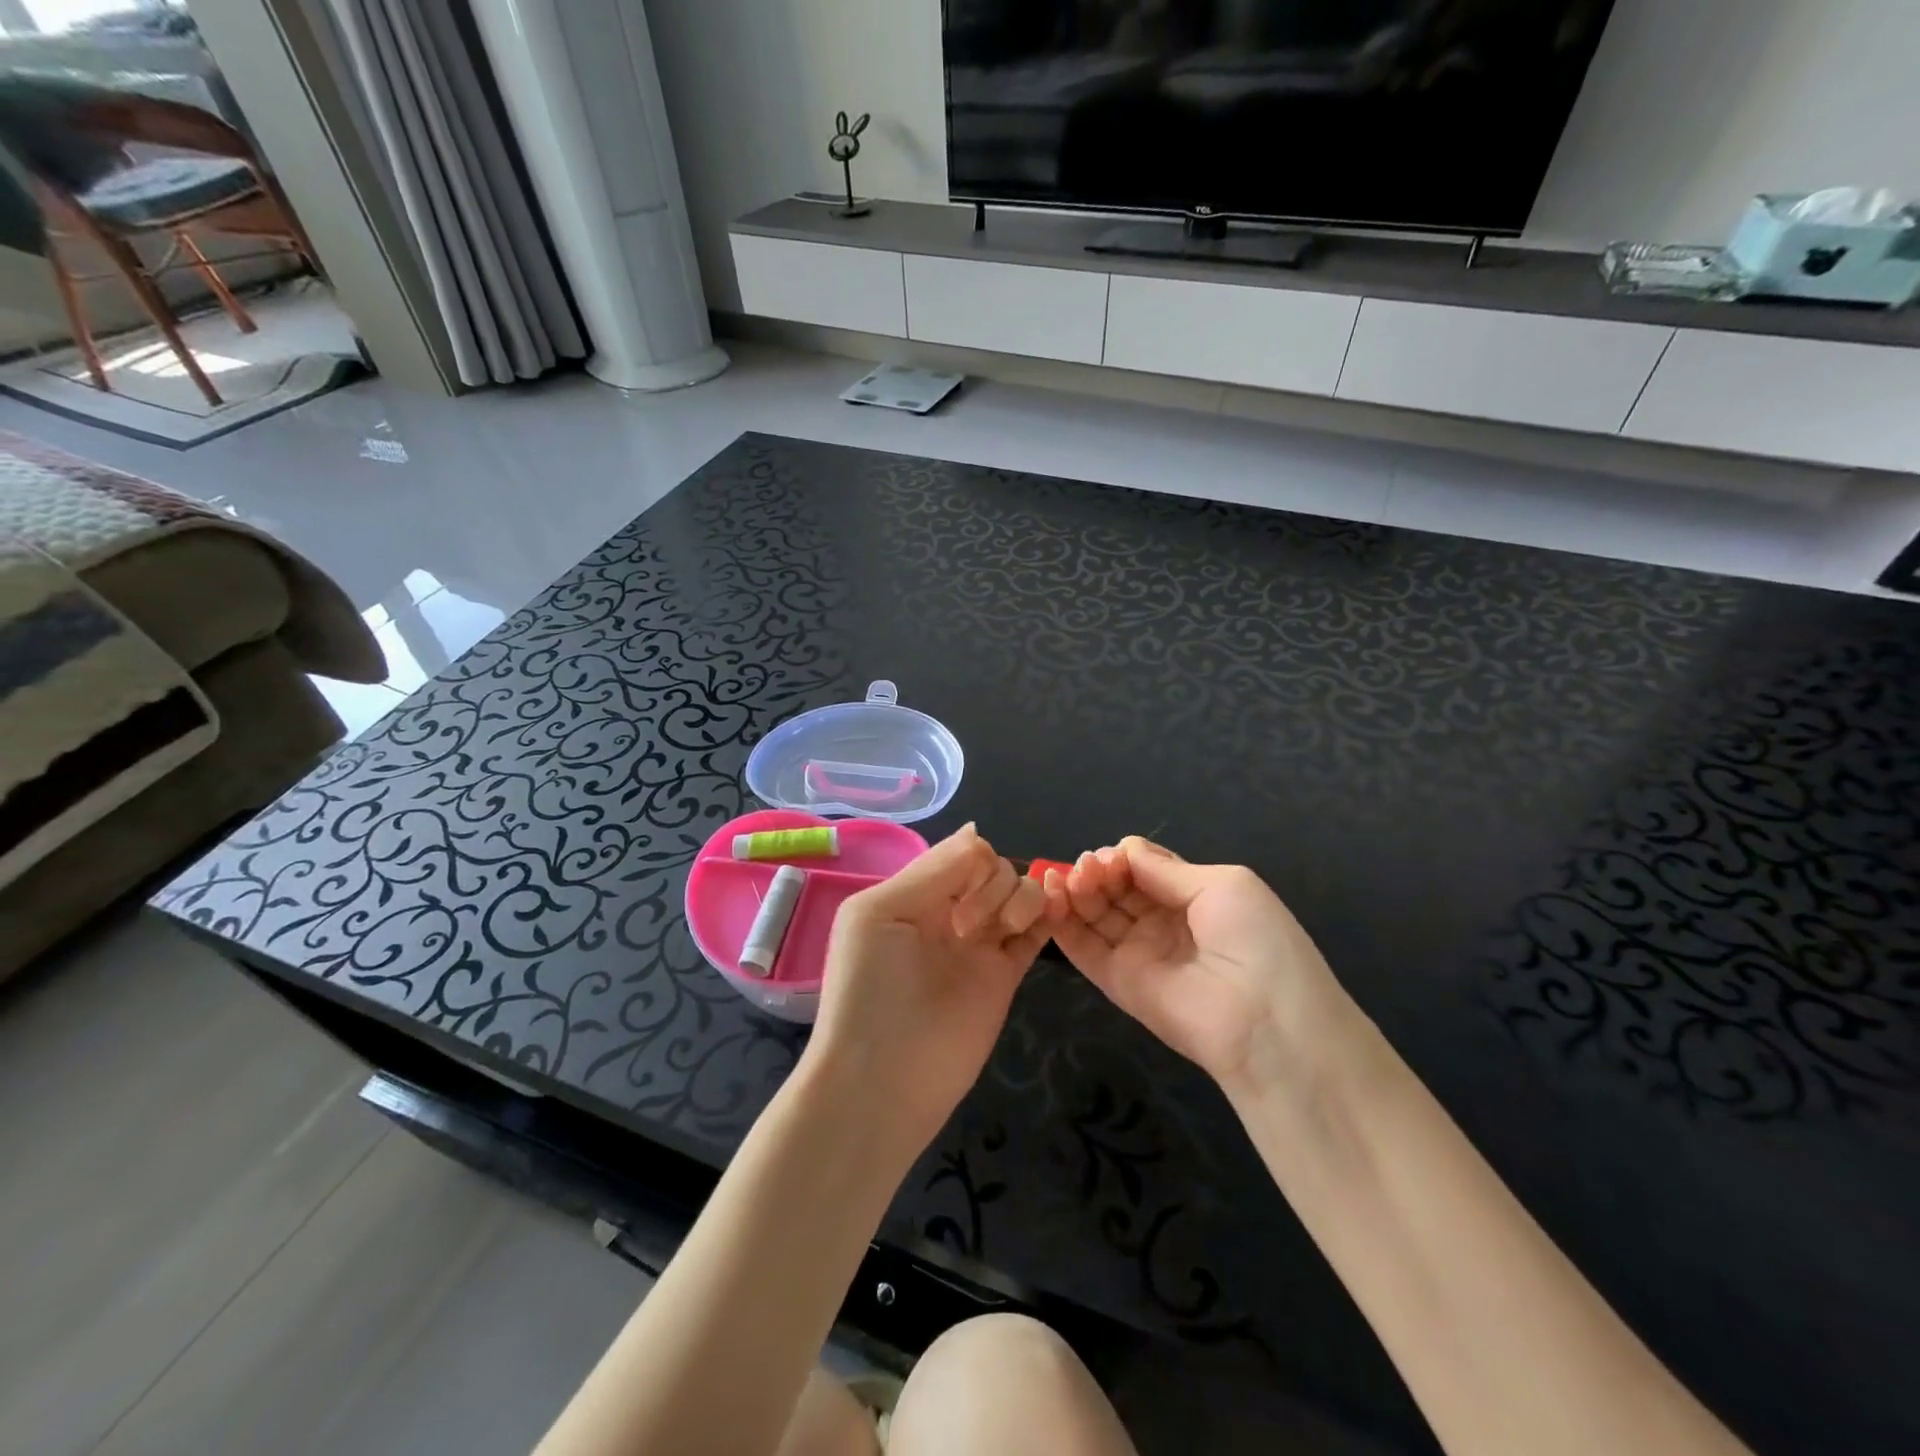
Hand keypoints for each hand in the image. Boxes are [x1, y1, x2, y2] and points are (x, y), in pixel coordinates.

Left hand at [804, 824, 1049, 1154]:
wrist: (883, 1081)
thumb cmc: (870, 990)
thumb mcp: (881, 913)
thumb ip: (932, 870)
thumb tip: (974, 831)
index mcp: (914, 894)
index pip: (962, 853)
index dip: (973, 864)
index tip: (960, 896)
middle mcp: (949, 913)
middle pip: (995, 869)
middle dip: (992, 885)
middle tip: (966, 928)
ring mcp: (979, 945)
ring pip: (1020, 894)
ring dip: (1021, 899)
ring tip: (1002, 934)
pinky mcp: (1004, 975)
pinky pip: (1037, 932)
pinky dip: (1049, 915)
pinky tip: (1050, 915)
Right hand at [1046, 837, 1349, 1092]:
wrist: (1266, 1023)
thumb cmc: (1256, 941)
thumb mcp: (1222, 886)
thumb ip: (1166, 869)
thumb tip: (1125, 849)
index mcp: (1195, 898)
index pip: (1145, 869)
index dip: (1124, 858)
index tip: (1111, 855)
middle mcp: (1163, 924)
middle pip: (1117, 888)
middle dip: (1098, 870)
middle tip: (1087, 866)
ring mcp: (1139, 954)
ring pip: (1096, 913)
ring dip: (1078, 889)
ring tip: (1069, 876)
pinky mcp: (1117, 983)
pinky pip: (1084, 948)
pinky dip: (1063, 921)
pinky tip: (1051, 894)